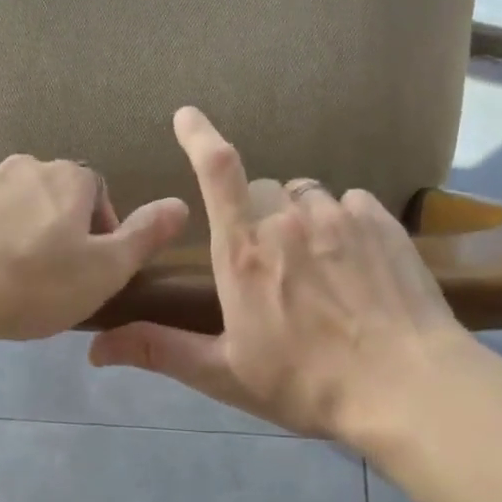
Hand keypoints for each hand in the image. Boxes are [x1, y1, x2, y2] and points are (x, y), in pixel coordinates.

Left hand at [0, 154, 188, 343]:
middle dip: (61, 232)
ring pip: (15, 207)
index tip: (91, 270)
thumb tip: (181, 203)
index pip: (99, 194)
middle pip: (56, 198)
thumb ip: (144, 236)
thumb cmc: (34, 281)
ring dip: (21, 235)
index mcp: (70, 178)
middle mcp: (26, 166)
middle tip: (54, 278)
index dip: (102, 233)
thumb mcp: (104, 269)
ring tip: (13, 280)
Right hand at [88, 108, 470, 439]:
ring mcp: (341, 218)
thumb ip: (160, 351)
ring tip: (314, 268)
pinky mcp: (384, 224)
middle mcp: (289, 221)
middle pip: (263, 190)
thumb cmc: (306, 383)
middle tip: (267, 265)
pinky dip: (342, 223)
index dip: (198, 136)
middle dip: (256, 214)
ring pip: (309, 196)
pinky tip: (352, 263)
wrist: (405, 387)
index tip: (186, 114)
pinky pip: (352, 203)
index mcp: (243, 253)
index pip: (217, 173)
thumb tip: (96, 348)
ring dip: (300, 220)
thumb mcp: (224, 374)